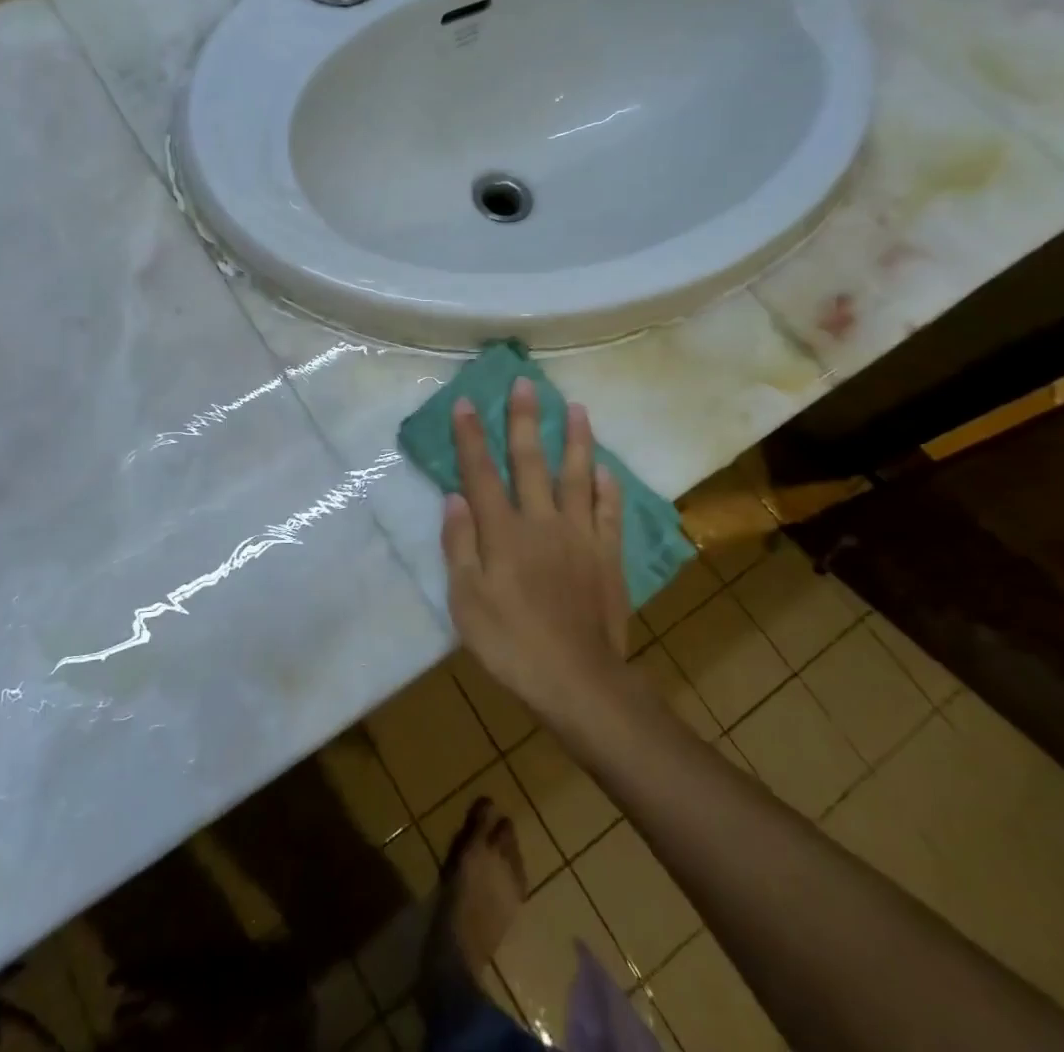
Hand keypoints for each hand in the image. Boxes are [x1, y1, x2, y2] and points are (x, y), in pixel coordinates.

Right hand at [442, 378, 628, 713]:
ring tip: (577, 408)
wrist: (578, 680)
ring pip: (577, 477)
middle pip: (530, 462)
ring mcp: (579, 536)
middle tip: (526, 384)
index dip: (471, 437)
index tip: (466, 402)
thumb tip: (454, 497)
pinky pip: (609, 513)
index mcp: (503, 532)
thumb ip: (460, 545)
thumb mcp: (466, 601)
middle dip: (525, 420)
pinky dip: (607, 488)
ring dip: (575, 440)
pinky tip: (605, 470)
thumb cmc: (511, 643)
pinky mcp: (608, 555)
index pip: (481, 473)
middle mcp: (542, 521)